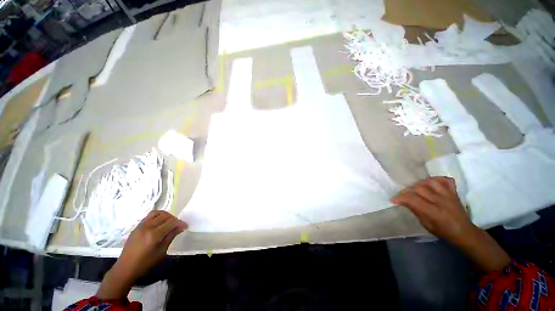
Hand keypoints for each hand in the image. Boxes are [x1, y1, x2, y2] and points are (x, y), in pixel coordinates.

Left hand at [97, 210, 186, 299]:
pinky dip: (157, 217)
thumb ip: (171, 236)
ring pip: (156, 213)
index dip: (180, 223)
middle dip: (174, 218)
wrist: (125, 268)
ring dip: (165, 215)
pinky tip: (159, 224)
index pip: (171, 222)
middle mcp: (147, 227)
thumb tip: (181, 227)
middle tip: (177, 225)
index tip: (185, 226)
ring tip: (169, 222)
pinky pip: (149, 216)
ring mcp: (140, 226)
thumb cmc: (145, 263)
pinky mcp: (136, 227)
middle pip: (164, 215)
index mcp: (154, 234)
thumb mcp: (161, 252)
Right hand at [391, 176, 473, 245]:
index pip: (413, 199)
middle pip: (420, 188)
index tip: (393, 200)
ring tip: (415, 189)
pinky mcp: (454, 192)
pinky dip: (436, 179)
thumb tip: (404, 201)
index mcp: (434, 212)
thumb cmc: (444, 232)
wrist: (465, 232)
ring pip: (430, 181)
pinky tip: (430, 183)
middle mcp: (442, 201)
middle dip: (407, 190)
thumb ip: (416, 210)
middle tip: (403, 195)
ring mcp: (449, 195)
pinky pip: (445, 180)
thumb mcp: (426, 225)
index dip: (400, 197)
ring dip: (419, 183)